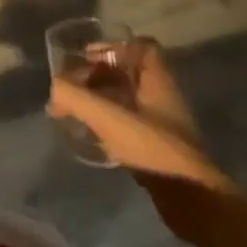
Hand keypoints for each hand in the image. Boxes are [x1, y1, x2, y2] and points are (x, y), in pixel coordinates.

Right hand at [48, 39, 236, 242]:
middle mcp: (163, 97)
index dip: (113, 46)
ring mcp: (162, 123)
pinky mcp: (157, 148)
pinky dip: (108, 122)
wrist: (192, 199)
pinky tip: (90, 135)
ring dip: (101, 99)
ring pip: (127, 98)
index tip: (86, 57)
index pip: (141, 46)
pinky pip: (128, 123)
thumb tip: (55, 90)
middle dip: (98, 74)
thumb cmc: (153, 147)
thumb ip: (76, 98)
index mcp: (158, 80)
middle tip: (72, 86)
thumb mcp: (108, 117)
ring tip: (74, 110)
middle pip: (128, 72)